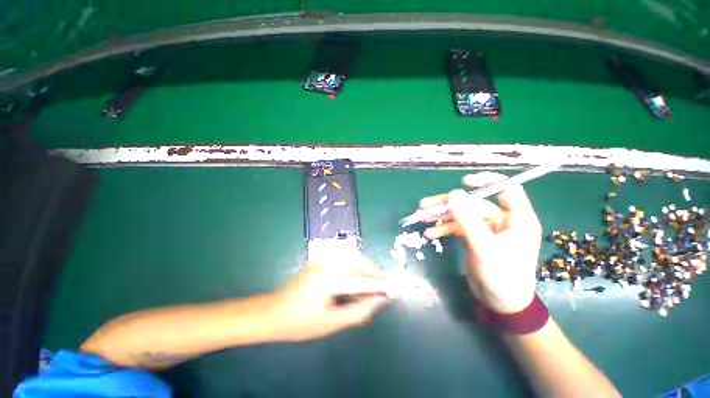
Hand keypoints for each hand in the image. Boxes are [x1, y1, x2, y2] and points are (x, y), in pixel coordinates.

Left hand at [271, 253, 389, 341]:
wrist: (273, 312)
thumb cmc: (300, 323)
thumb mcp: (331, 324)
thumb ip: (358, 312)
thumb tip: (380, 300)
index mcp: (325, 281)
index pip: (359, 280)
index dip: (379, 284)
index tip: (395, 287)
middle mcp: (324, 264)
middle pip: (357, 262)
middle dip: (374, 273)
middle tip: (384, 287)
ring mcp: (321, 258)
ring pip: (352, 256)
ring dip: (366, 267)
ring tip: (373, 282)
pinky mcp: (320, 258)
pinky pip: (344, 257)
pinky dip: (356, 264)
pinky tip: (358, 275)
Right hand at [419, 172, 541, 313]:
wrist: (501, 304)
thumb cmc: (502, 277)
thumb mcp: (484, 248)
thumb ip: (468, 220)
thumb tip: (453, 194)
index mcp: (517, 219)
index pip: (507, 189)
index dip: (486, 181)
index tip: (463, 182)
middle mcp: (502, 220)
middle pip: (473, 203)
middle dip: (448, 204)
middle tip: (424, 205)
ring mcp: (487, 229)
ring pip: (462, 215)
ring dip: (441, 216)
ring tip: (420, 217)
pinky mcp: (475, 237)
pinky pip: (457, 227)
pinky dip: (443, 228)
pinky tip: (430, 233)